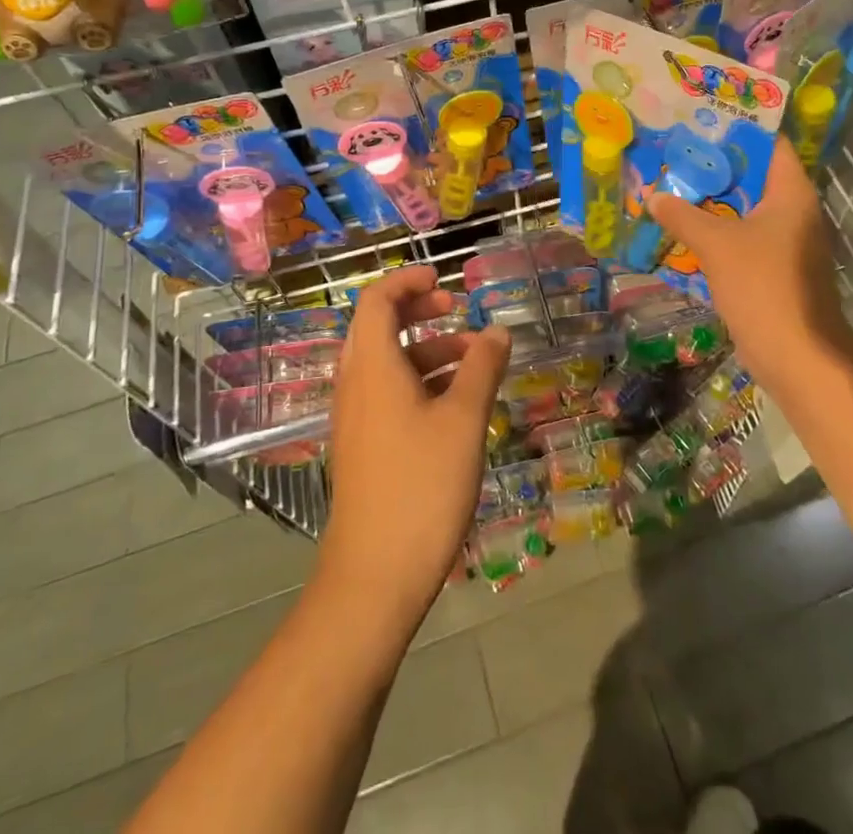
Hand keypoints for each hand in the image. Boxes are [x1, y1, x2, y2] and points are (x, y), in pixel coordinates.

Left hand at [318, 266, 510, 633]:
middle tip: (456, 309)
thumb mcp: (464, 420)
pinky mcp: (362, 446)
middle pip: (378, 327)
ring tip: (472, 360)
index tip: (444, 279)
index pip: (377, 300)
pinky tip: (455, 404)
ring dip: (425, 348)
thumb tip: (497, 331)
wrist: (374, 575)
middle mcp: (355, 384)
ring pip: (387, 363)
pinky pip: (386, 393)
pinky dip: (418, 381)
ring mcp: (355, 418)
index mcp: (373, 367)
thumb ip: (482, 368)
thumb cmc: (422, 486)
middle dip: (418, 310)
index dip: (408, 281)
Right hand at [648, 138, 849, 383]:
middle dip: (714, 166)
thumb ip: (683, 215)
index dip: (736, 129)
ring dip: (712, 201)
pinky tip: (683, 228)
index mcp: (791, 193)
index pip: (770, 144)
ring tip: (672, 185)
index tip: (700, 121)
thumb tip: (654, 196)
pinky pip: (743, 237)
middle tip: (674, 153)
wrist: (797, 355)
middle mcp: (794, 210)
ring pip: (744, 209)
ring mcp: (787, 242)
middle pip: (753, 176)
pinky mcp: (775, 269)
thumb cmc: (763, 286)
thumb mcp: (716, 244)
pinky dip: (717, 231)